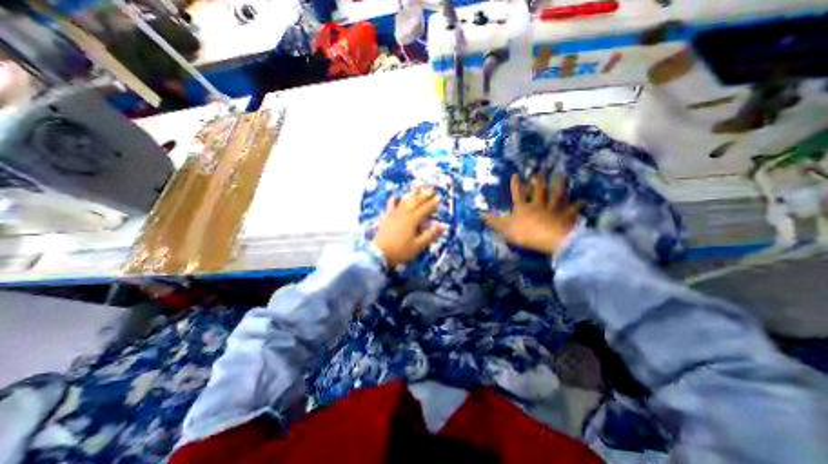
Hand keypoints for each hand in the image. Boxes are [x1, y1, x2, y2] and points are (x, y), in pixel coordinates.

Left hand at [370, 187, 443, 265]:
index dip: (433, 203)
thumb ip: (430, 235)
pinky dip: (394, 199)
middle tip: (432, 190)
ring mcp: (394, 214)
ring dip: (412, 195)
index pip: (425, 209)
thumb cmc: (401, 251)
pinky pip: (390, 205)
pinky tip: (396, 195)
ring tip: (418, 189)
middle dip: (425, 195)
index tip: (439, 197)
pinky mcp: (386, 217)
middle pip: (416, 202)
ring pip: (405, 201)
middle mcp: (404, 214)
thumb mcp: (418, 245)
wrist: (380, 253)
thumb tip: (443, 226)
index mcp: (413, 220)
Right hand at [483, 175, 576, 254]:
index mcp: (523, 207)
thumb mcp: (505, 228)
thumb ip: (494, 221)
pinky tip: (582, 201)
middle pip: (539, 190)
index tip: (516, 174)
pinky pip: (571, 210)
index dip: (516, 185)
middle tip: (542, 169)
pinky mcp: (564, 216)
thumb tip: (481, 214)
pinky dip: (576, 206)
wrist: (547, 238)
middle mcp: (538, 205)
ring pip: (556, 195)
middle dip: (539, 180)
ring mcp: (552, 209)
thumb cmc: (524, 233)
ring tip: (562, 175)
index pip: (518, 194)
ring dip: (559, 185)